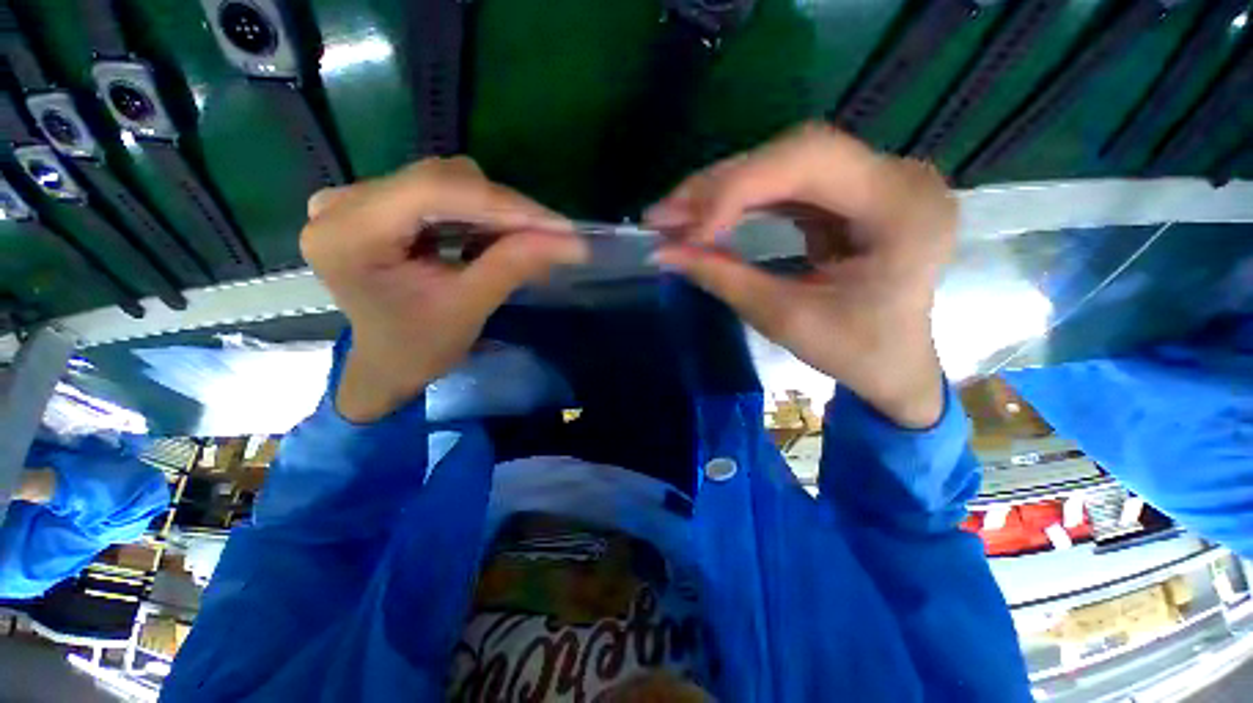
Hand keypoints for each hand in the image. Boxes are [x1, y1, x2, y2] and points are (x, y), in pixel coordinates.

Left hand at [301, 157, 587, 421]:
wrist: (388, 364)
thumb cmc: (420, 348)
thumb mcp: (469, 307)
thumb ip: (515, 264)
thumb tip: (572, 242)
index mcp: (349, 235)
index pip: (435, 192)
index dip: (504, 204)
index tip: (559, 225)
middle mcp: (341, 204)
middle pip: (440, 180)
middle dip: (503, 208)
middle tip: (549, 235)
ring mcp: (353, 200)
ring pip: (443, 181)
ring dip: (492, 210)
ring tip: (525, 240)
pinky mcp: (372, 205)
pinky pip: (437, 193)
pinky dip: (475, 213)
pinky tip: (495, 236)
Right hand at [646, 123, 955, 427]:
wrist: (894, 364)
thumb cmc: (854, 353)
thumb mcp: (784, 319)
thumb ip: (723, 278)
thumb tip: (663, 253)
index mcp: (902, 209)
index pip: (809, 162)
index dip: (737, 190)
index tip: (686, 232)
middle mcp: (896, 177)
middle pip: (792, 153)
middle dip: (718, 186)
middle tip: (662, 215)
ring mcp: (876, 180)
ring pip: (783, 164)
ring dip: (721, 191)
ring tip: (674, 215)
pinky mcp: (851, 193)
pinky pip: (786, 184)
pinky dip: (740, 200)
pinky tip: (707, 215)